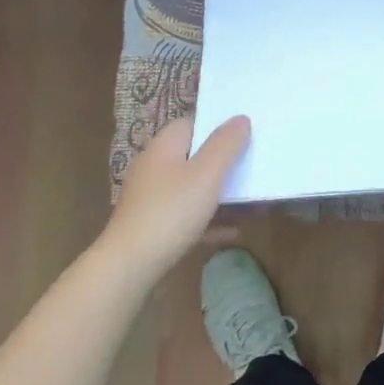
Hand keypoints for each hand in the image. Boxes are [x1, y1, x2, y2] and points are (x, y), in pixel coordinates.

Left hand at [103, 116, 250, 274]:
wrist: (130, 266)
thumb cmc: (171, 212)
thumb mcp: (206, 175)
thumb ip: (226, 145)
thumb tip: (240, 118)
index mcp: (164, 147)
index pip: (192, 123)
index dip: (218, 126)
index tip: (246, 134)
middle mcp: (155, 167)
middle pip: (194, 156)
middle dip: (224, 163)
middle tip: (254, 166)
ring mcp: (152, 198)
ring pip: (193, 188)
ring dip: (221, 194)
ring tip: (252, 202)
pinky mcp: (153, 226)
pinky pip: (187, 216)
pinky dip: (209, 220)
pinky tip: (233, 231)